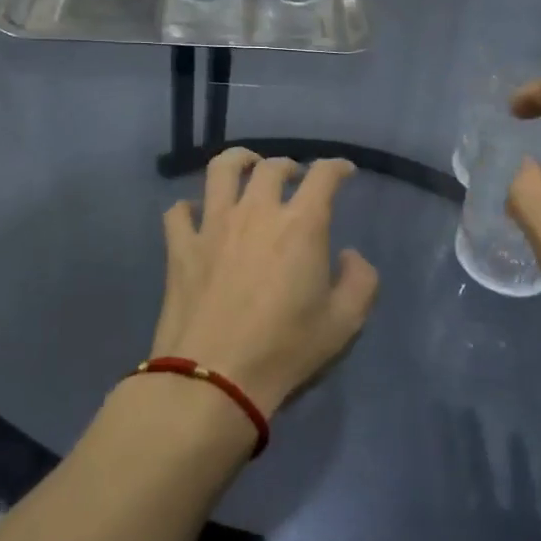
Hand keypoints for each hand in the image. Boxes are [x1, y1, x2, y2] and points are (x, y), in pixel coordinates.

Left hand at [152, 149, 378, 414]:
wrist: (214, 379)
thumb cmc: (286, 350)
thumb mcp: (345, 323)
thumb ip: (361, 281)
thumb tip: (348, 256)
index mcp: (301, 225)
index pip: (323, 175)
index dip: (337, 167)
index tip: (343, 171)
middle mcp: (256, 212)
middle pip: (271, 166)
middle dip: (288, 165)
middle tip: (295, 177)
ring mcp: (213, 226)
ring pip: (221, 170)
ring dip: (239, 161)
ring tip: (247, 167)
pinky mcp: (180, 247)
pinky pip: (179, 211)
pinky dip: (190, 207)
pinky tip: (198, 216)